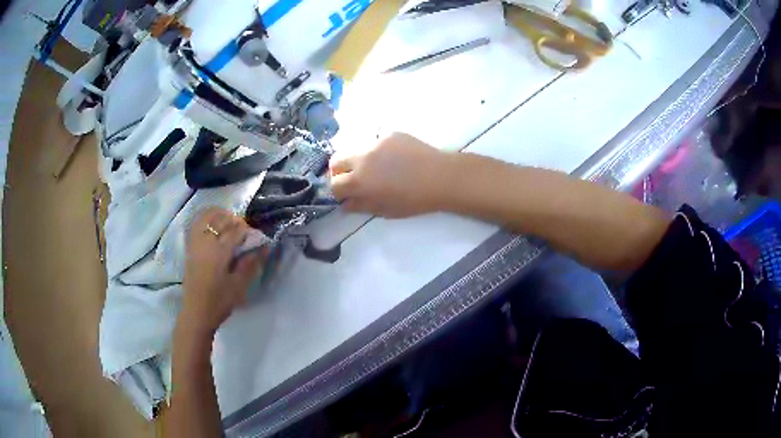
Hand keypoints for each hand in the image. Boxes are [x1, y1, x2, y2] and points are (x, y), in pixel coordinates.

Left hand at [179, 208, 264, 338]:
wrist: (196, 313)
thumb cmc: (219, 301)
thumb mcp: (239, 285)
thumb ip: (251, 264)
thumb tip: (265, 247)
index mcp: (219, 251)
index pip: (235, 230)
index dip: (247, 230)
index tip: (256, 236)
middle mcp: (205, 242)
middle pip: (220, 219)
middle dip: (234, 219)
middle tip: (244, 229)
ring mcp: (195, 243)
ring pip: (206, 217)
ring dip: (219, 215)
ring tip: (229, 222)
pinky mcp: (189, 248)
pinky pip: (196, 224)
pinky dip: (206, 219)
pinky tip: (213, 226)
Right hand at [329, 133, 453, 217]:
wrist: (440, 177)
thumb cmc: (414, 200)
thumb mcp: (385, 210)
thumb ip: (361, 205)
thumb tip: (346, 203)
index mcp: (359, 180)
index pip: (334, 184)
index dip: (338, 192)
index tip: (346, 195)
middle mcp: (361, 158)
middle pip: (336, 160)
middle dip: (339, 171)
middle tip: (353, 179)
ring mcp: (375, 142)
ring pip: (355, 149)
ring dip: (357, 159)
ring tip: (375, 168)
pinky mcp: (389, 134)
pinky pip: (375, 142)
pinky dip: (377, 151)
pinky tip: (394, 159)